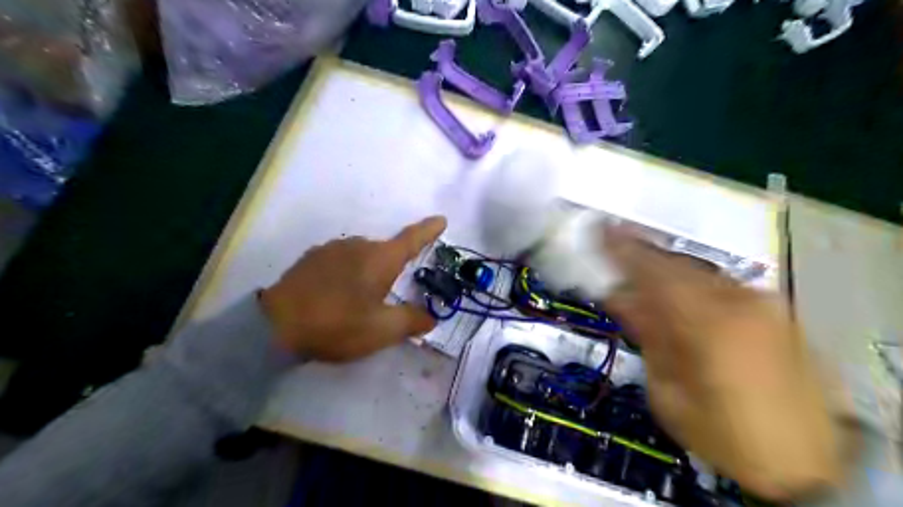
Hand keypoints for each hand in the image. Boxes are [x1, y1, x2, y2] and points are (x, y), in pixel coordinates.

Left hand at [259, 216, 445, 362]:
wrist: (275, 325)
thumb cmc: (337, 324)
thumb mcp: (381, 330)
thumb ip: (411, 321)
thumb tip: (431, 317)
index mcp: (380, 259)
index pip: (411, 239)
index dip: (428, 230)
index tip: (441, 220)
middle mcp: (358, 245)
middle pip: (386, 252)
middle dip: (393, 269)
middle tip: (389, 297)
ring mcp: (332, 249)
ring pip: (362, 256)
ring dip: (369, 272)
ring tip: (360, 300)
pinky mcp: (311, 257)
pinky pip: (341, 260)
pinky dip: (348, 272)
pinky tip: (337, 294)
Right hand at [602, 226, 843, 501]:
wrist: (810, 465)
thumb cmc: (724, 434)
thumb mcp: (669, 392)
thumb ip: (648, 335)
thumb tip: (620, 297)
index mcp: (705, 324)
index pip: (652, 273)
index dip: (622, 249)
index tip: (599, 229)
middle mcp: (737, 303)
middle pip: (675, 267)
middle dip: (640, 260)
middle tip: (613, 251)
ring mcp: (761, 305)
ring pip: (697, 274)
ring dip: (663, 275)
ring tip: (640, 282)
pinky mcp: (774, 312)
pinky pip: (718, 286)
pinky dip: (689, 287)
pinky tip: (676, 299)